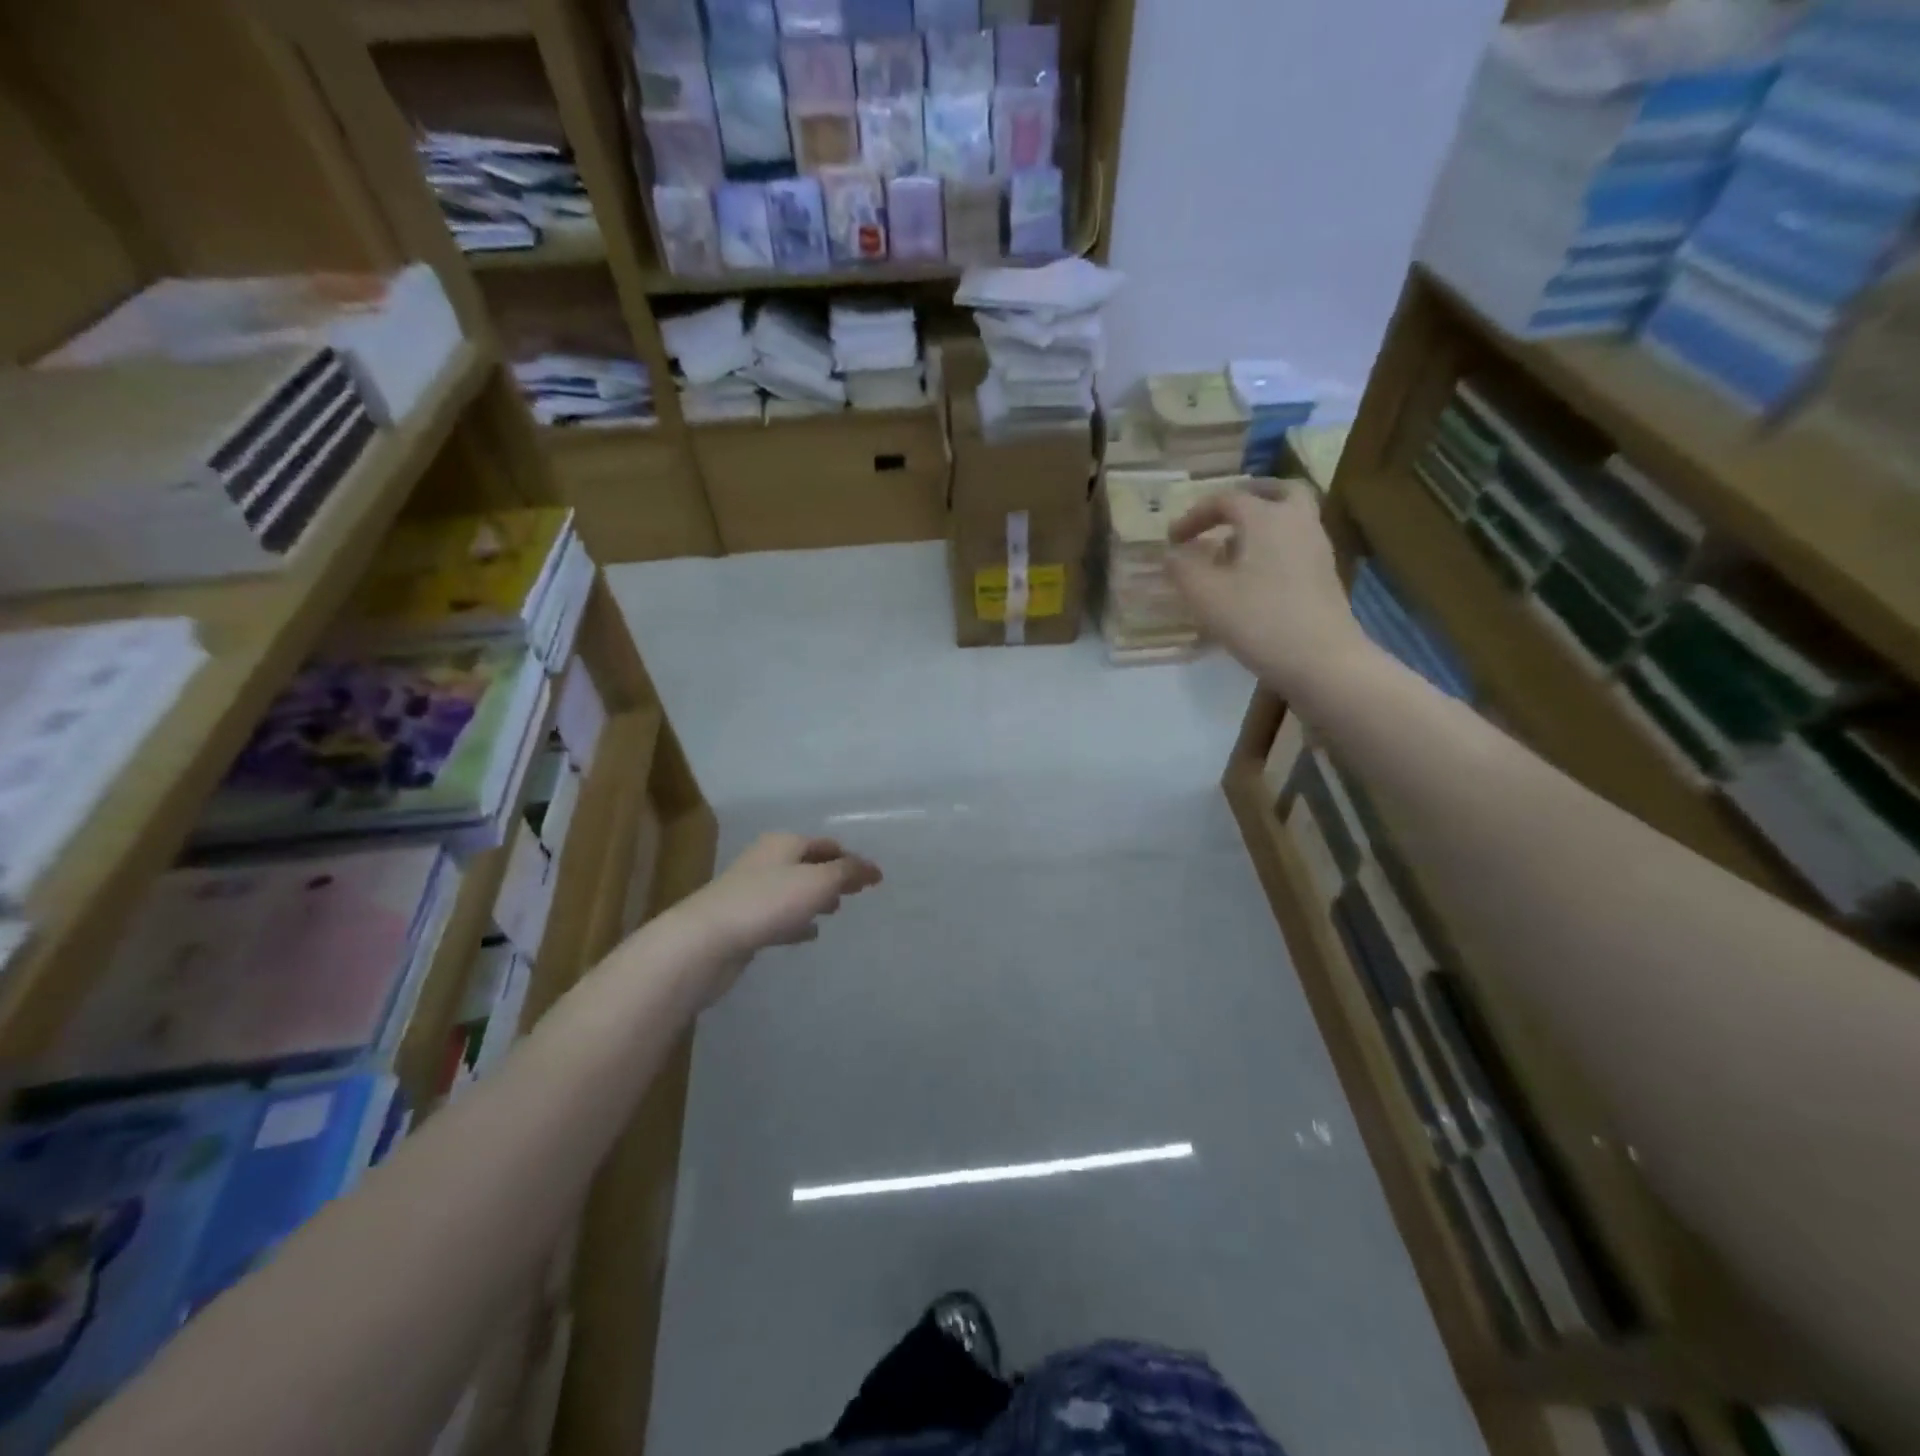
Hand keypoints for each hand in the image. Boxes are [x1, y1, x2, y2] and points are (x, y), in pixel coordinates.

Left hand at [675, 833, 882, 1003]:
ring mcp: (751, 891)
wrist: (706, 941)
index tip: (873, 877)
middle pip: (807, 864)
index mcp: (784, 843)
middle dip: (832, 875)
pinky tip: (808, 934)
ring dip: (814, 898)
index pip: (825, 845)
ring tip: (836, 910)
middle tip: (855, 891)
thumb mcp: (817, 882)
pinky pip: (778, 916)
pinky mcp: (742, 921)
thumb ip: (848, 872)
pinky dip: (796, 921)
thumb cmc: (767, 902)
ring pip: (792, 890)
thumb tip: (873, 868)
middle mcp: (766, 861)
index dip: (850, 858)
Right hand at [1166, 486, 1371, 700]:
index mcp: (1267, 518)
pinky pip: (1296, 543)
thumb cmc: (1259, 620)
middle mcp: (1297, 522)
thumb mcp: (1206, 596)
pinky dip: (1274, 546)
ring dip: (1262, 523)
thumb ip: (1182, 569)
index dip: (1194, 515)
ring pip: (1291, 517)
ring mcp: (1317, 548)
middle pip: (1278, 491)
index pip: (1226, 500)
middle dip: (1247, 498)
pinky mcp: (1324, 576)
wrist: (1322, 660)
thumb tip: (1171, 554)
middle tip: (1223, 514)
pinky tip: (1253, 575)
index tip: (1172, 540)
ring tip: (1232, 549)